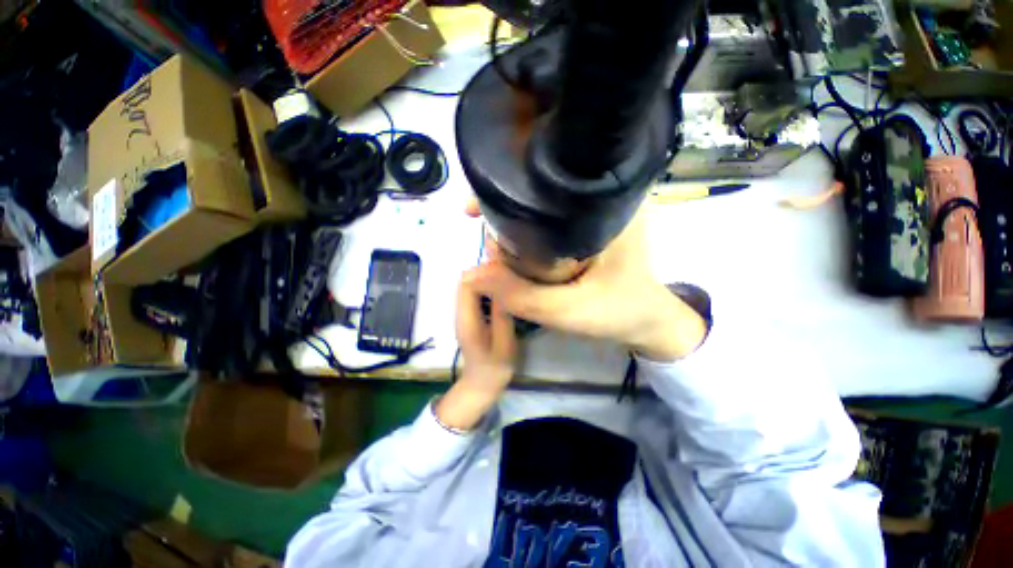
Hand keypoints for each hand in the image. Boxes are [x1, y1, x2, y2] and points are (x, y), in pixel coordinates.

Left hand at [435, 281, 517, 430]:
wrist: (481, 383)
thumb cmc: (496, 366)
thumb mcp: (504, 342)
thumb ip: (502, 315)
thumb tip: (503, 287)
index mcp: (467, 319)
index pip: (467, 285)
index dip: (483, 273)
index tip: (504, 271)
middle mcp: (460, 313)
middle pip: (465, 282)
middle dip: (484, 273)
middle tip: (508, 273)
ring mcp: (462, 315)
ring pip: (469, 287)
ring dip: (485, 279)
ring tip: (507, 280)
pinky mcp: (467, 317)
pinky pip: (473, 295)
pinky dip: (485, 288)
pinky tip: (501, 292)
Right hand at [463, 199, 705, 360]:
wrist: (649, 323)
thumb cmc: (622, 313)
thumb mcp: (572, 311)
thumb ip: (524, 296)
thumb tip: (471, 275)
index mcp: (605, 205)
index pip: (547, 183)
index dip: (506, 189)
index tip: (474, 208)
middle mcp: (599, 201)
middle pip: (539, 193)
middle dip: (505, 210)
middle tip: (482, 234)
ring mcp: (593, 215)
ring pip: (541, 210)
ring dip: (513, 224)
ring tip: (494, 245)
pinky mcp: (587, 230)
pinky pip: (548, 226)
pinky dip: (527, 235)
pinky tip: (513, 249)